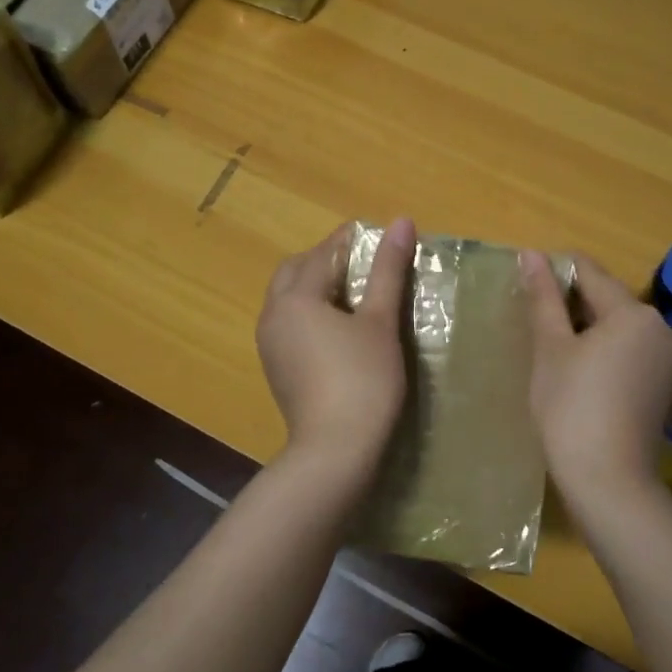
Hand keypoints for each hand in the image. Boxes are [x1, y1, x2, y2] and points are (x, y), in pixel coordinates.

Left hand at [257, 218, 415, 472]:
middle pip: (294, 271)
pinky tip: (335, 326)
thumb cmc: (362, 380)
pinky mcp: (275, 368)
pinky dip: (307, 311)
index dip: (347, 240)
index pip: (322, 254)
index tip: (373, 234)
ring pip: (286, 298)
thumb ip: (387, 270)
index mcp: (296, 297)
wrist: (334, 451)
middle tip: (360, 262)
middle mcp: (273, 314)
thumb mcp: (380, 322)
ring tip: (350, 291)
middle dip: (323, 259)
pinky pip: (287, 323)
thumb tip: (401, 221)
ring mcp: (269, 344)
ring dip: (313, 285)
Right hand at [521, 251, 671, 513]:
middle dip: (571, 304)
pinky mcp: (664, 385)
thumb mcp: (551, 348)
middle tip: (534, 322)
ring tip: (551, 348)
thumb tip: (531, 253)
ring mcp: (668, 359)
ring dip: (587, 329)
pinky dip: (604, 351)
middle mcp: (662, 328)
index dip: (554, 273)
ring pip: (619, 326)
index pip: (589, 272)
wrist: (609, 481)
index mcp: (635, 312)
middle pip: (608, 299)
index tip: (527, 286)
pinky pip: (630, 351)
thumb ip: (543, 297)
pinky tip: (578, 371)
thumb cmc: (571, 406)